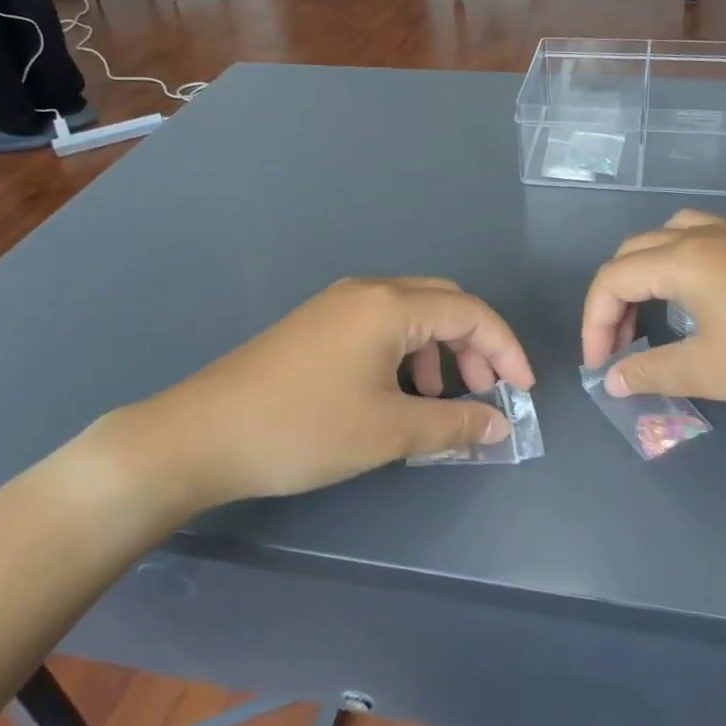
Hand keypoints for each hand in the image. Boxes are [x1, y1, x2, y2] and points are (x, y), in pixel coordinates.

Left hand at [91, 278, 534, 523]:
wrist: (201, 434)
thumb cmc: (304, 429)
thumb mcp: (389, 432)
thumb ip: (454, 425)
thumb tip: (500, 425)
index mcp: (390, 305)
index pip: (472, 313)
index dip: (507, 349)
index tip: (524, 391)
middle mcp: (368, 291)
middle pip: (444, 303)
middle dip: (475, 345)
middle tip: (486, 392)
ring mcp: (337, 305)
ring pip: (412, 314)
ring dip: (440, 350)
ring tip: (441, 399)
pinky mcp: (317, 324)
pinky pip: (381, 325)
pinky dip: (407, 353)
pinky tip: (398, 393)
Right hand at [581, 211, 725, 418]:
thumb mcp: (712, 372)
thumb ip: (653, 372)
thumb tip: (613, 380)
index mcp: (683, 259)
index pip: (613, 279)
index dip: (594, 322)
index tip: (601, 366)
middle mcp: (706, 235)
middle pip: (637, 251)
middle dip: (616, 296)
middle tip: (620, 344)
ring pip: (674, 233)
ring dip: (650, 268)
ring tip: (653, 307)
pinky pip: (715, 236)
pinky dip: (692, 257)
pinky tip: (708, 285)